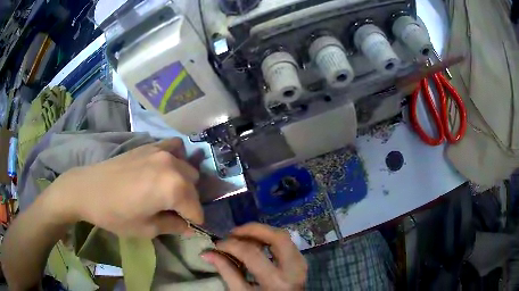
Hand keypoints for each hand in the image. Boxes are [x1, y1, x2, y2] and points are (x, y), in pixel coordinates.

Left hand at [48, 138, 202, 237]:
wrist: (88, 189)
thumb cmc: (116, 215)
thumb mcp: (146, 229)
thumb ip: (173, 226)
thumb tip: (188, 227)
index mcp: (173, 188)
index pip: (196, 209)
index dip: (193, 222)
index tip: (185, 228)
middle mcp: (173, 166)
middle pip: (194, 187)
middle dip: (188, 202)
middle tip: (173, 212)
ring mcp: (162, 151)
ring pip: (187, 169)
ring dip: (184, 182)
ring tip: (168, 192)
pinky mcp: (151, 145)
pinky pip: (175, 148)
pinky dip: (176, 158)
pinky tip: (165, 168)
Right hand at [201, 223, 306, 289]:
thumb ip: (226, 272)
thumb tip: (207, 253)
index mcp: (276, 281)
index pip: (251, 253)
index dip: (231, 245)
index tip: (217, 244)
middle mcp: (293, 269)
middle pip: (277, 236)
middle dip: (253, 229)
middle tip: (233, 233)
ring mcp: (301, 263)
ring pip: (283, 236)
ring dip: (262, 232)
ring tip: (242, 237)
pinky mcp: (301, 261)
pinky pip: (286, 243)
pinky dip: (270, 239)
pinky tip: (256, 243)